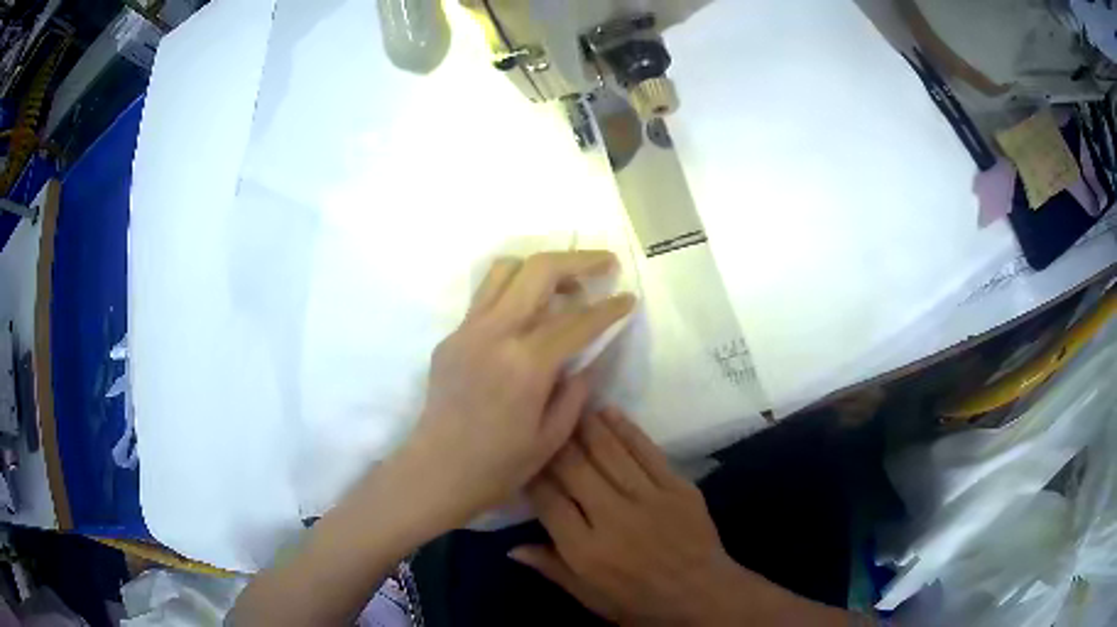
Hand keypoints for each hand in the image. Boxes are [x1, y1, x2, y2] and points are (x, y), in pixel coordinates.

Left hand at [397, 251, 635, 529]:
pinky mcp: (451, 337)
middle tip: (605, 263)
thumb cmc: (498, 465)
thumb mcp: (552, 436)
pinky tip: (528, 320)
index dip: (609, 307)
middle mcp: (495, 334)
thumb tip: (586, 358)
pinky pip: (486, 298)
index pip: (578, 320)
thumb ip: (575, 390)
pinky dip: (514, 293)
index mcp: (526, 364)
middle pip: (538, 270)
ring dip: (540, 268)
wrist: (437, 471)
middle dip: (579, 259)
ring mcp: (467, 330)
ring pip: (505, 271)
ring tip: (564, 287)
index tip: (628, 298)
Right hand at [513, 409, 841, 625]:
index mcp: (586, 550)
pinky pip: (647, 452)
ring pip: (609, 453)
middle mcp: (613, 518)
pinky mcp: (677, 487)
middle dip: (554, 440)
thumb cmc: (639, 602)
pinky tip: (610, 412)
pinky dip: (627, 430)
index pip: (548, 501)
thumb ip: (552, 568)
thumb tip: (510, 547)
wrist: (702, 595)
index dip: (531, 473)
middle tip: (541, 416)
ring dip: (586, 425)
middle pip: (575, 469)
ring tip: (570, 402)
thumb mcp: (589, 597)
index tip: (521, 454)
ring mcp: (649, 499)